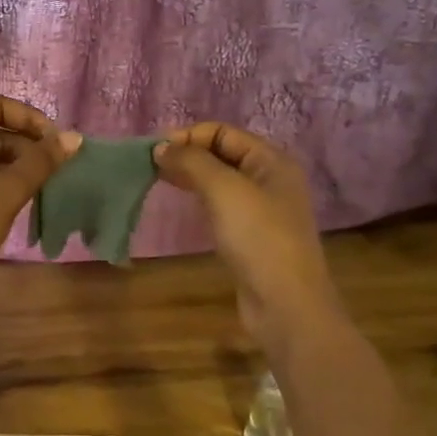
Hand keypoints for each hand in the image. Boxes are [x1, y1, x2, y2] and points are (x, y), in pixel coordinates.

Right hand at [152, 122, 342, 346]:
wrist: (284, 302)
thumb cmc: (258, 237)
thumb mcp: (224, 190)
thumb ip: (192, 162)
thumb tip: (161, 147)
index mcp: (272, 161)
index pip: (224, 133)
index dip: (189, 136)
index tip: (155, 151)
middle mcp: (270, 179)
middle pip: (223, 154)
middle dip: (188, 154)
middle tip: (151, 165)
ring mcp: (262, 209)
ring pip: (220, 180)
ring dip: (191, 175)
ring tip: (159, 179)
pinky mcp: (251, 235)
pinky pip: (221, 204)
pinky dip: (200, 198)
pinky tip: (183, 204)